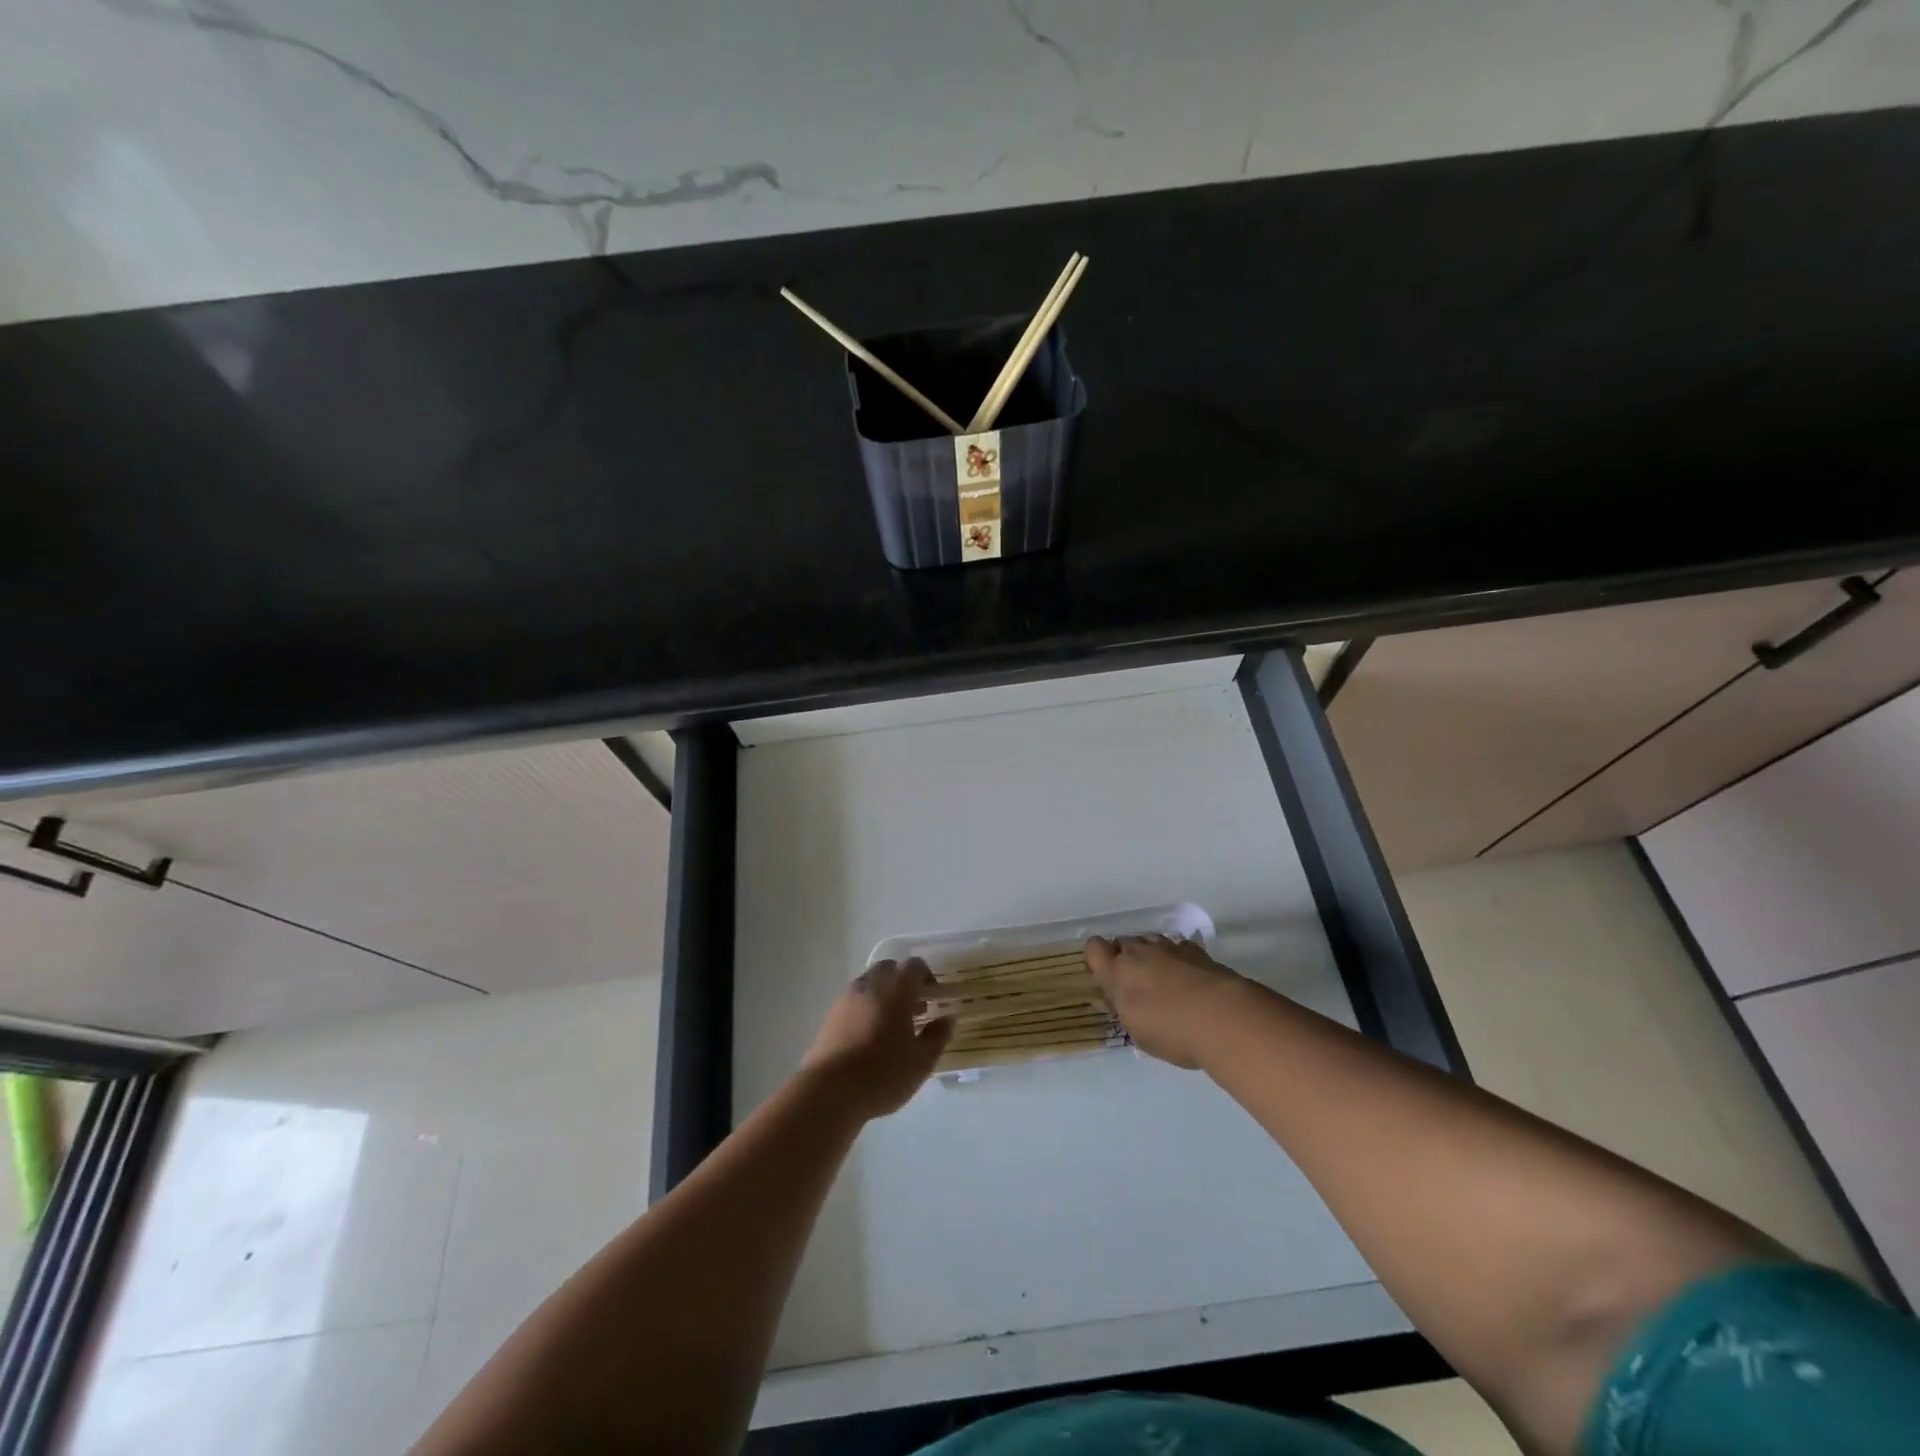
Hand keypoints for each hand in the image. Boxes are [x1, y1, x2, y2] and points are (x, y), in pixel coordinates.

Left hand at [801, 960, 952, 1118]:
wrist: (829, 1091)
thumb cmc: (883, 1074)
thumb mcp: (921, 1061)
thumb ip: (938, 1036)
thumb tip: (948, 1018)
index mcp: (896, 989)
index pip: (915, 966)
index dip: (927, 977)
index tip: (934, 998)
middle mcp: (870, 985)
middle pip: (890, 969)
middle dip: (903, 982)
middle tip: (914, 1009)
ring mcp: (847, 998)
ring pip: (870, 983)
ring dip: (883, 994)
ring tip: (892, 1025)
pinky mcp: (830, 1015)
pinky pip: (854, 999)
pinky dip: (865, 1007)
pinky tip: (869, 1036)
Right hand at [1086, 935, 1244, 1069]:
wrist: (1224, 1018)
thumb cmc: (1173, 1032)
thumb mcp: (1138, 1033)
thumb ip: (1123, 1010)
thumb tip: (1114, 999)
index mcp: (1117, 972)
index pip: (1094, 948)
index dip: (1098, 960)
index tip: (1108, 980)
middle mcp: (1139, 952)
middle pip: (1123, 943)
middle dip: (1127, 960)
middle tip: (1138, 988)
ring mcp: (1168, 948)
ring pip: (1150, 943)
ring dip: (1152, 958)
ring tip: (1166, 984)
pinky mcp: (1195, 950)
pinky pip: (1177, 948)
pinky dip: (1178, 960)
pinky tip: (1190, 980)